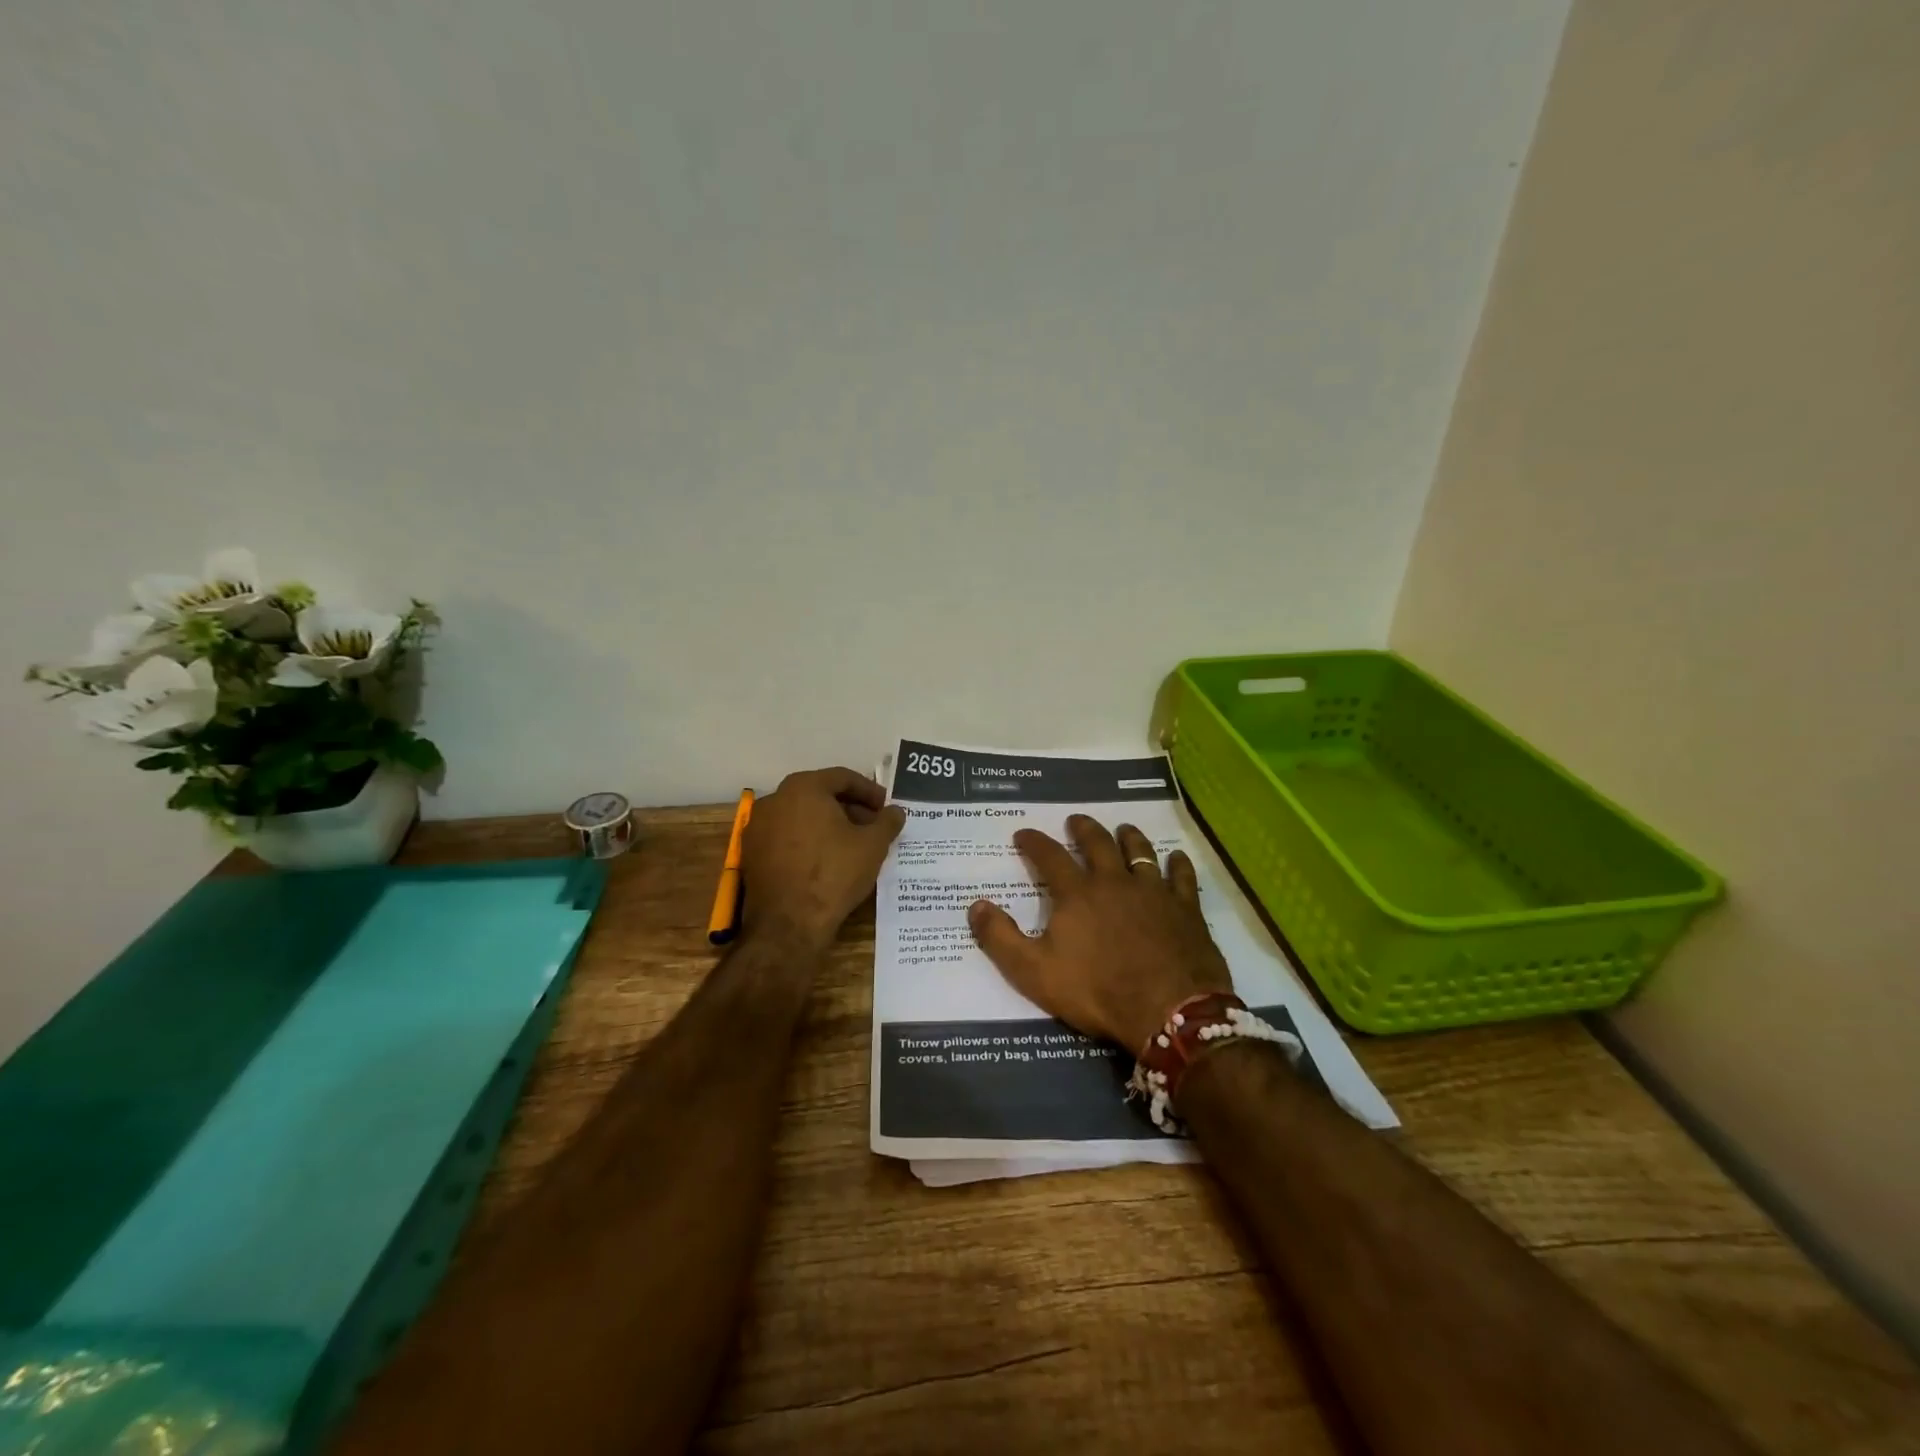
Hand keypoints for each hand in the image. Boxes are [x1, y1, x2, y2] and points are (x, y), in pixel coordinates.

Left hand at [742, 767, 906, 951]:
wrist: (789, 924)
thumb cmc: (834, 874)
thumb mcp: (873, 845)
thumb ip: (887, 821)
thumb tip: (895, 811)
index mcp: (803, 787)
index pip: (842, 778)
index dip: (869, 791)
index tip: (885, 807)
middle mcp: (775, 799)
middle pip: (820, 795)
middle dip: (849, 808)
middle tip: (873, 826)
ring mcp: (758, 827)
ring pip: (801, 816)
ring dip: (828, 825)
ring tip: (852, 845)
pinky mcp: (751, 854)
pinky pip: (786, 837)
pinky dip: (808, 841)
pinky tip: (826, 860)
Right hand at [967, 815, 1233, 1052]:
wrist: (1168, 1011)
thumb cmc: (1097, 991)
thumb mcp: (1034, 972)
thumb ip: (1001, 937)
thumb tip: (975, 905)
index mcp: (1077, 894)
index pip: (1049, 856)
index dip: (1034, 842)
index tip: (1023, 832)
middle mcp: (1114, 881)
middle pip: (1097, 843)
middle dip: (1083, 828)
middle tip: (1075, 819)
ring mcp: (1153, 892)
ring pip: (1140, 852)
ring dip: (1129, 837)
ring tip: (1124, 828)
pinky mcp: (1185, 908)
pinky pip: (1182, 876)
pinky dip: (1177, 863)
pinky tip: (1176, 858)